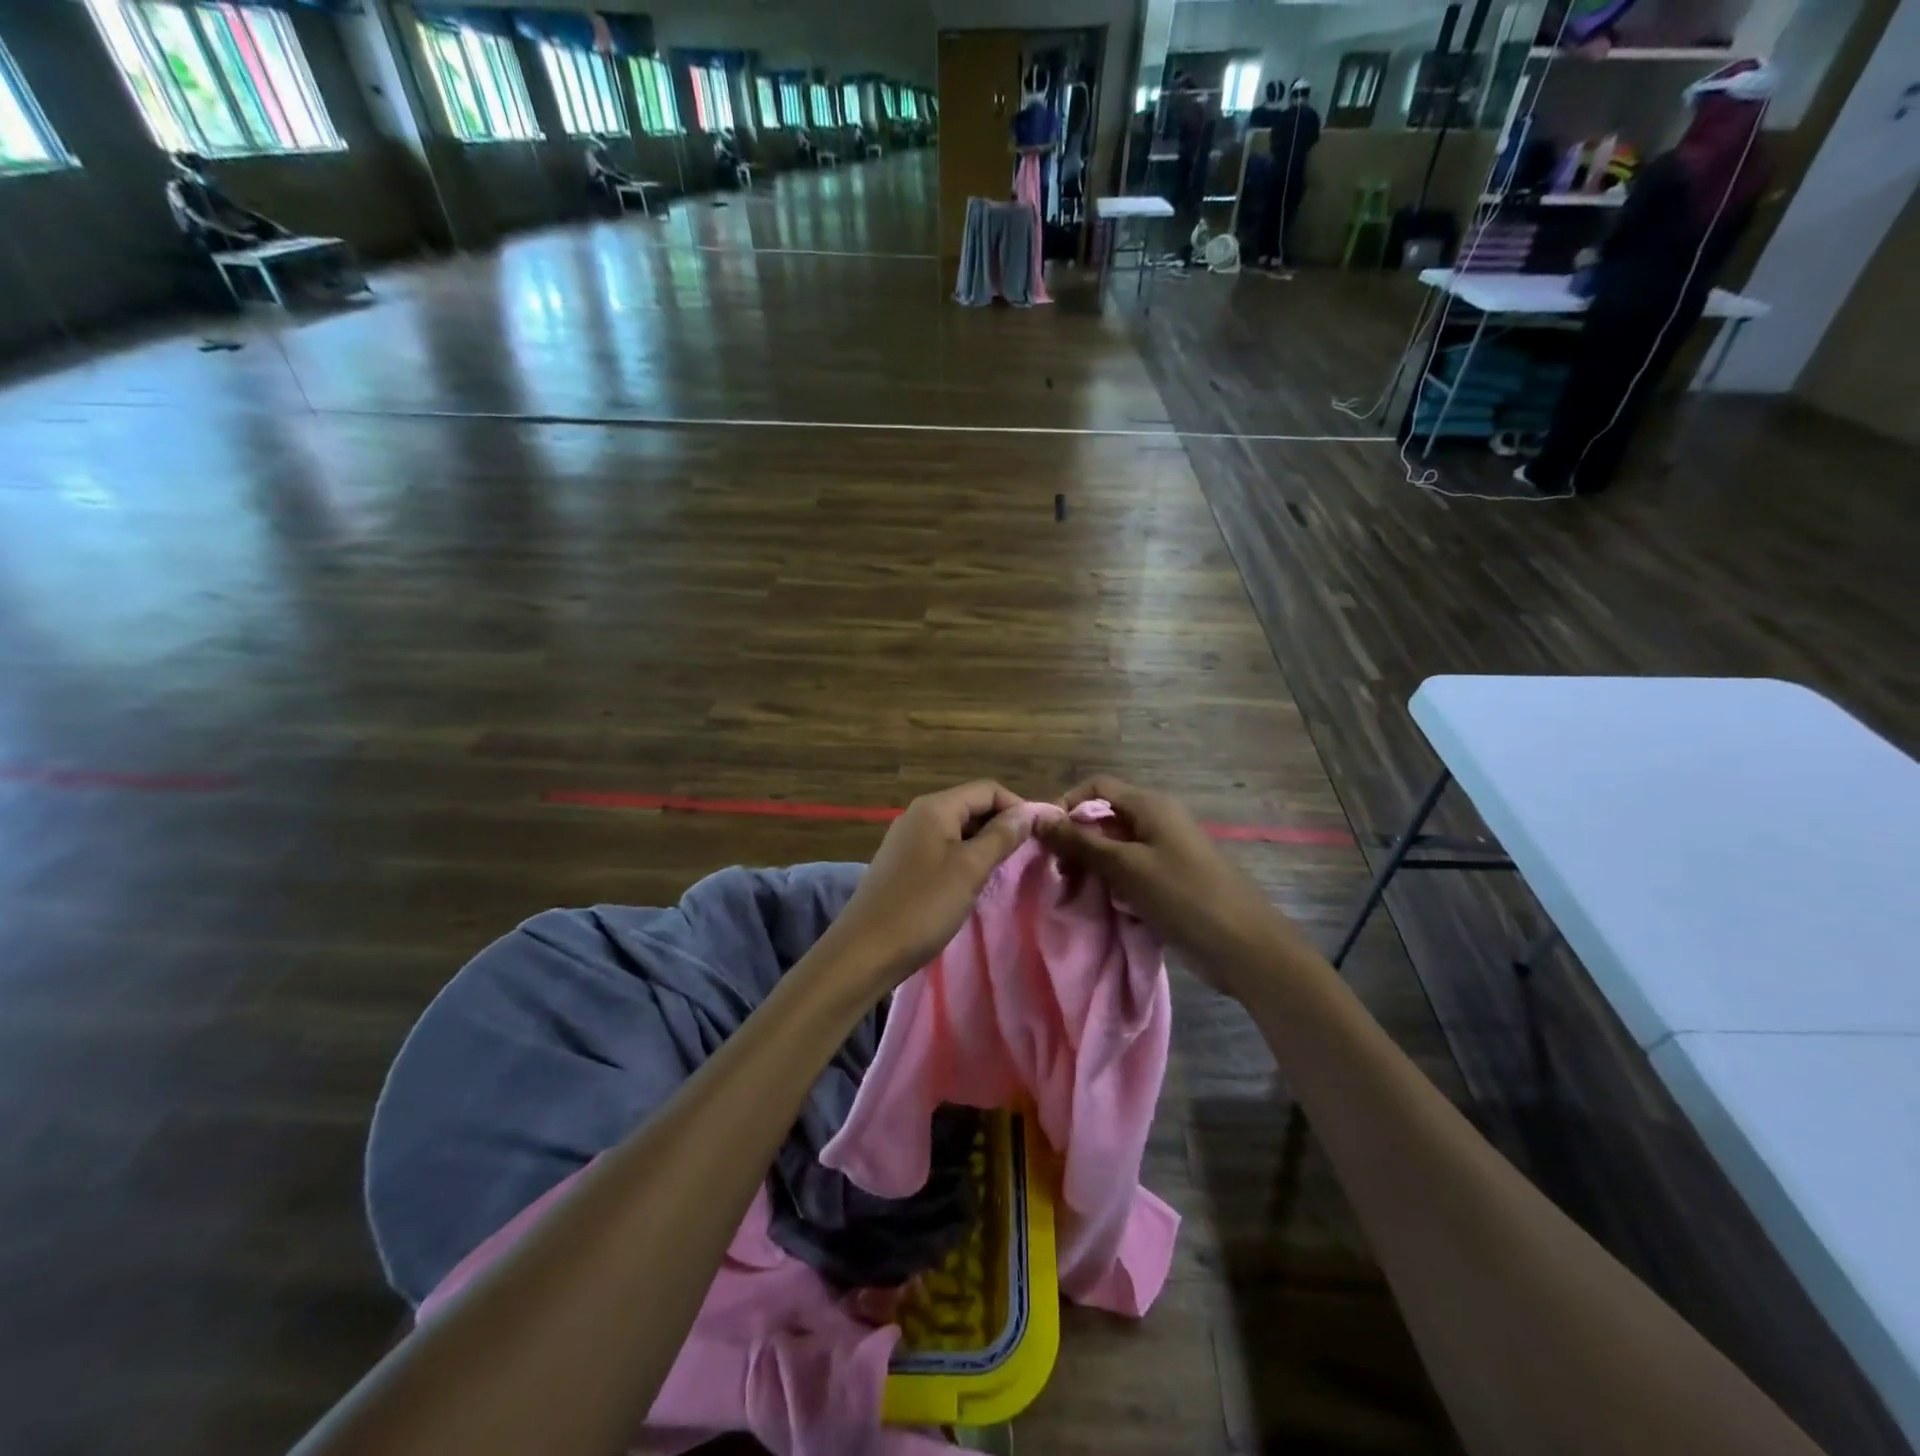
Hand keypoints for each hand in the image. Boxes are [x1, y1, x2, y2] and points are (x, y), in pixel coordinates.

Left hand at [824, 781, 1032, 992]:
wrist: (865, 951)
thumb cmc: (922, 906)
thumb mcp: (970, 869)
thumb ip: (1001, 836)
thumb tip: (1029, 812)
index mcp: (935, 807)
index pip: (988, 789)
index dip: (1018, 806)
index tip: (1042, 834)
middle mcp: (919, 814)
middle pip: (972, 805)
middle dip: (1002, 824)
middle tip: (1029, 854)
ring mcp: (908, 839)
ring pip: (958, 829)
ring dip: (985, 843)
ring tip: (1007, 869)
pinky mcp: (903, 863)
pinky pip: (943, 848)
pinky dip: (965, 857)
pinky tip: (975, 881)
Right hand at [1035, 776, 1300, 995]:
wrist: (1246, 949)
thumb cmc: (1185, 897)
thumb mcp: (1127, 867)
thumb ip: (1081, 842)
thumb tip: (1037, 819)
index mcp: (1151, 806)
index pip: (1097, 788)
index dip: (1067, 805)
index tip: (1043, 838)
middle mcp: (1157, 822)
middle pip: (1104, 819)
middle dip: (1075, 841)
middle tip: (1055, 873)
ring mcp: (1165, 854)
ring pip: (1114, 849)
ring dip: (1090, 866)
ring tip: (1072, 893)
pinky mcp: (1169, 883)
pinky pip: (1129, 874)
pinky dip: (1110, 885)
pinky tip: (1098, 906)